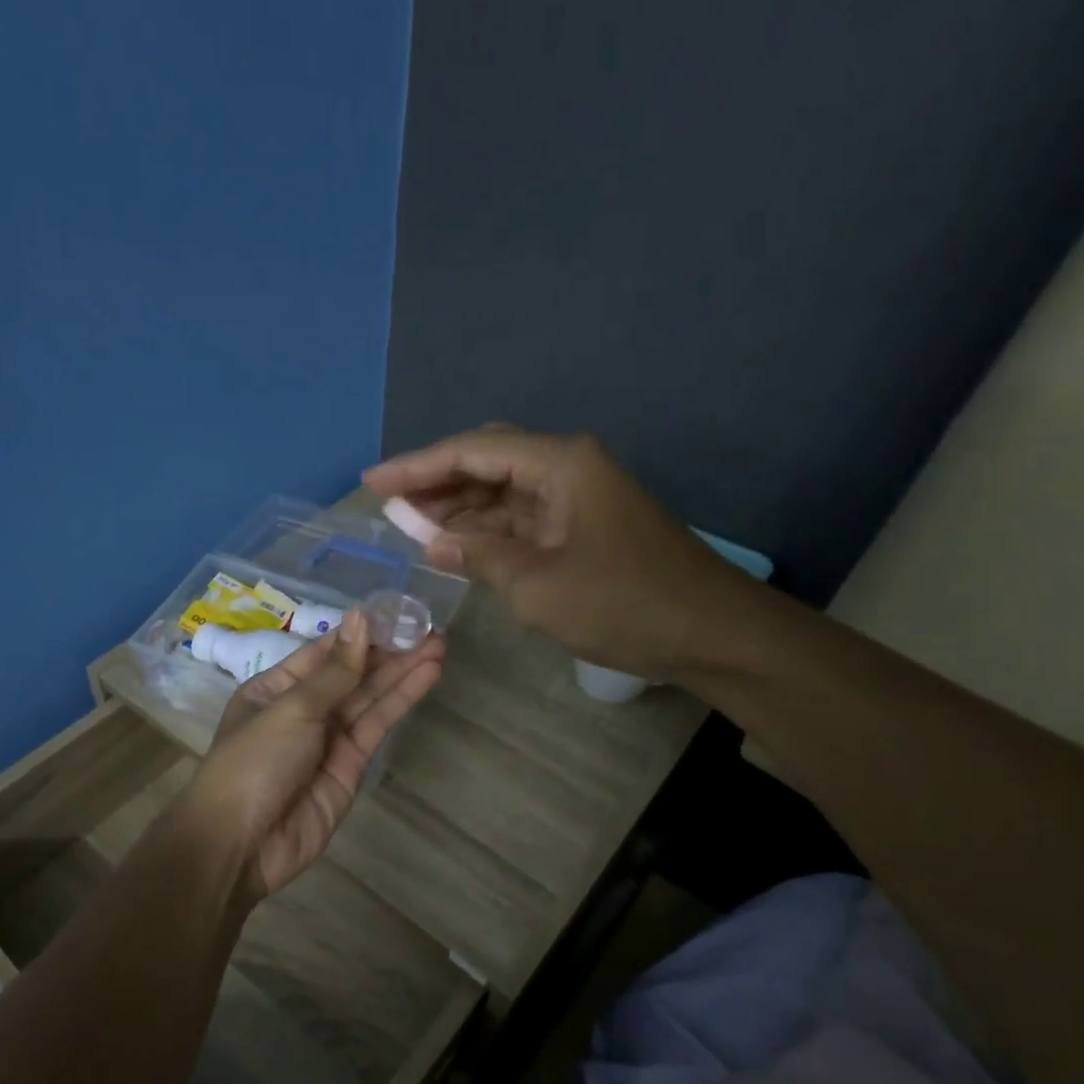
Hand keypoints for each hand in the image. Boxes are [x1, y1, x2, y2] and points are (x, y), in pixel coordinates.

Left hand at [186, 611, 445, 902]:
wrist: (242, 843)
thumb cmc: (254, 762)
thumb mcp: (292, 708)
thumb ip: (335, 670)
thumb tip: (360, 618)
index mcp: (275, 688)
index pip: (324, 652)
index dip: (360, 633)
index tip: (398, 612)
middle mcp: (304, 709)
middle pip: (353, 674)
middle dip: (390, 651)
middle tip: (431, 627)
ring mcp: (329, 739)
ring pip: (371, 698)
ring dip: (403, 672)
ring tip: (440, 644)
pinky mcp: (351, 766)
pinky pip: (377, 725)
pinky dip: (401, 701)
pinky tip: (426, 675)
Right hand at [364, 425, 753, 678]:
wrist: (710, 632)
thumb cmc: (624, 604)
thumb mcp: (538, 585)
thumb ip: (480, 557)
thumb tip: (434, 542)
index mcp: (559, 464)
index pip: (472, 451)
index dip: (417, 466)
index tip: (372, 484)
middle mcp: (567, 467)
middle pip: (487, 460)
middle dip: (436, 482)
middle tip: (389, 504)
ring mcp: (578, 498)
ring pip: (504, 490)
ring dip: (460, 507)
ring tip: (411, 526)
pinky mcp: (584, 527)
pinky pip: (523, 518)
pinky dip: (488, 531)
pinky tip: (457, 544)